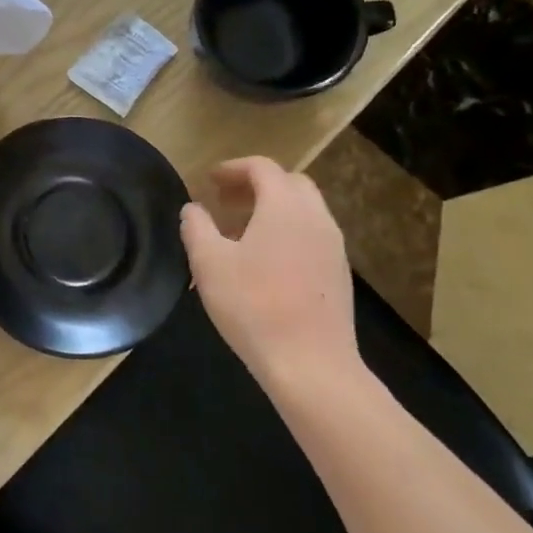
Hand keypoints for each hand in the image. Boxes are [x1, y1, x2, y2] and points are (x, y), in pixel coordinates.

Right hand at [179, 157, 358, 387]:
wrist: (310, 364)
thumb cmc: (253, 305)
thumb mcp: (208, 263)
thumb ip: (196, 227)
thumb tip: (193, 209)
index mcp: (285, 207)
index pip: (262, 168)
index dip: (233, 168)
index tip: (208, 180)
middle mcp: (316, 218)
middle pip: (290, 183)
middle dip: (256, 185)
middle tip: (225, 201)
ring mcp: (333, 247)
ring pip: (304, 210)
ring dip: (272, 209)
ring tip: (240, 231)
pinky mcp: (338, 274)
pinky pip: (311, 235)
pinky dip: (287, 231)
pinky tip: (263, 260)